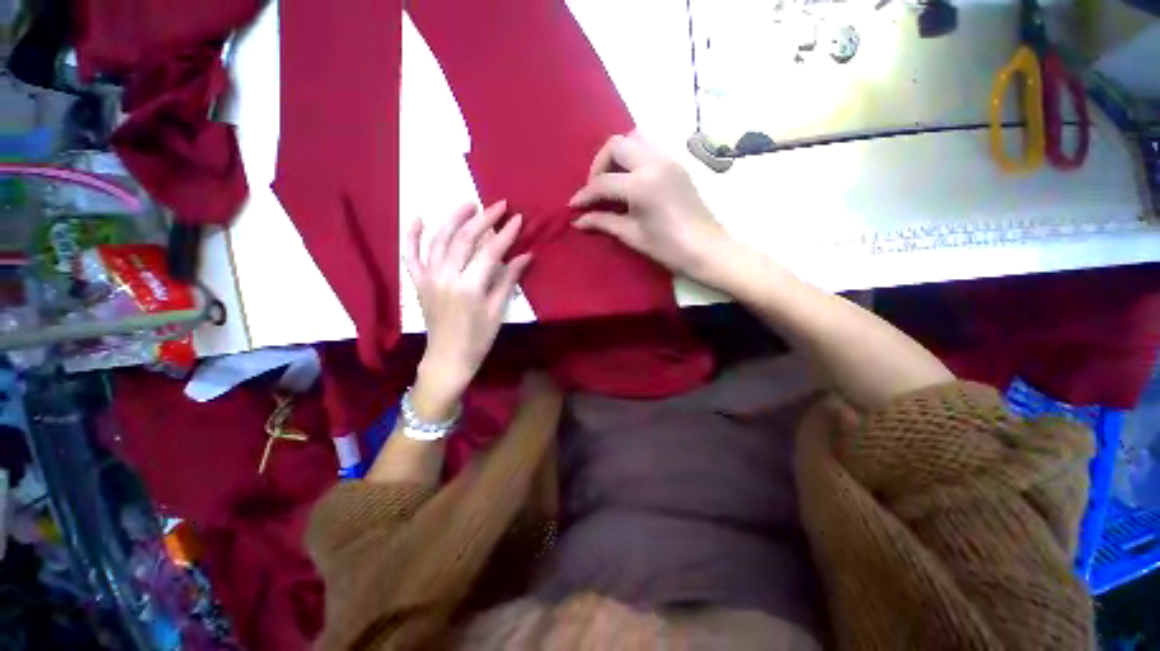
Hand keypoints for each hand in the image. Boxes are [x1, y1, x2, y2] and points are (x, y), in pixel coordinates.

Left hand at [405, 201, 531, 417]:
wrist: (447, 359)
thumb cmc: (478, 339)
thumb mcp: (497, 311)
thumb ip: (508, 279)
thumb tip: (526, 255)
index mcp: (469, 287)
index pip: (489, 252)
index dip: (505, 234)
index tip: (518, 218)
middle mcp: (445, 277)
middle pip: (464, 239)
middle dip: (484, 219)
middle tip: (499, 205)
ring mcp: (428, 278)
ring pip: (440, 240)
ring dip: (454, 218)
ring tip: (469, 203)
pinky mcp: (418, 282)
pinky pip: (411, 255)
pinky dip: (413, 235)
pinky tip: (420, 218)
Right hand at [569, 133, 728, 282]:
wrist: (707, 250)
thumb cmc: (668, 248)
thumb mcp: (632, 235)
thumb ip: (603, 222)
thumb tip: (578, 220)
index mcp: (642, 184)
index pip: (603, 182)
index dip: (584, 195)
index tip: (573, 206)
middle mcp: (654, 162)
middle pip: (617, 145)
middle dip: (599, 165)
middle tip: (595, 189)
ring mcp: (669, 159)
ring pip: (635, 139)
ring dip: (617, 156)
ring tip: (612, 182)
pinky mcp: (677, 164)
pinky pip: (649, 148)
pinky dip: (634, 158)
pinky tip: (630, 181)